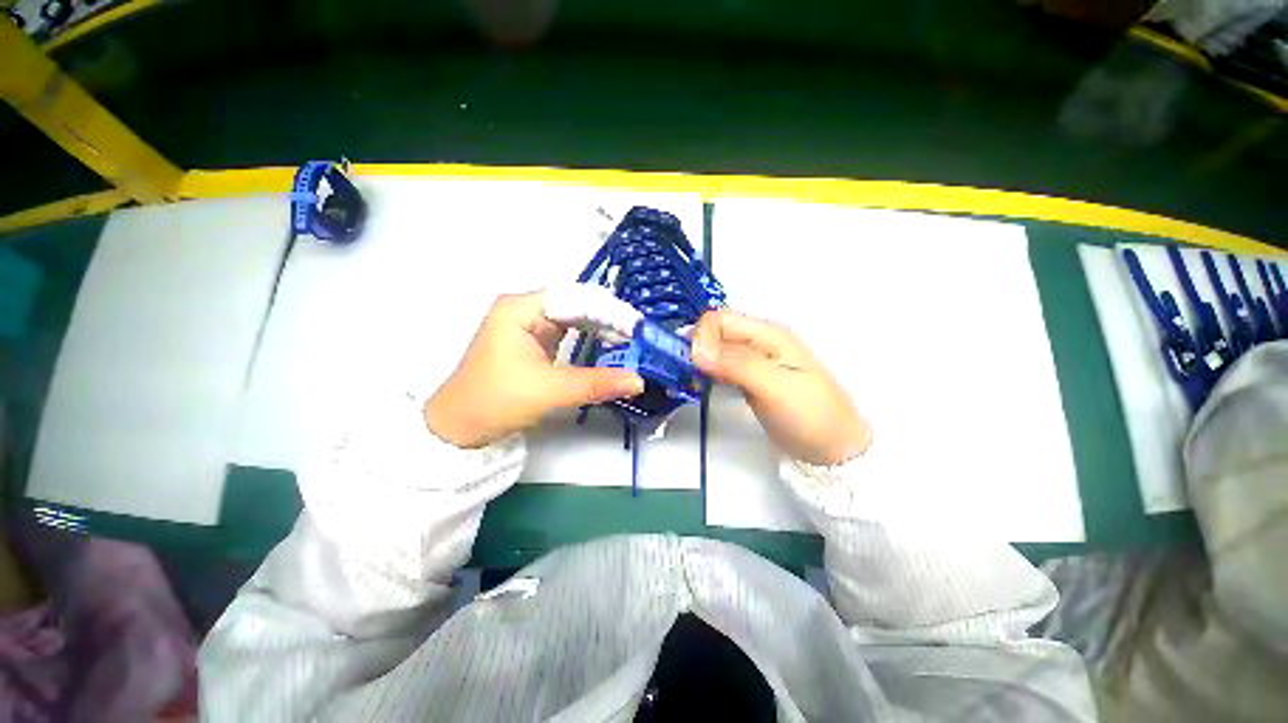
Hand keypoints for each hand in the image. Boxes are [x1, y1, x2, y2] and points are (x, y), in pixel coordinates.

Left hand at [424, 292, 644, 447]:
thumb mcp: (549, 390)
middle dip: (608, 320)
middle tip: (639, 335)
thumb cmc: (494, 402)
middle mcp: (525, 310)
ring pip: (574, 320)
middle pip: (576, 306)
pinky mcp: (534, 344)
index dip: (608, 311)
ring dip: (601, 329)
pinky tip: (608, 347)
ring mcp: (529, 327)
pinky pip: (568, 334)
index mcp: (520, 309)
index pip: (575, 299)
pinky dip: (589, 340)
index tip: (637, 326)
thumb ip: (596, 383)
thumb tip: (638, 380)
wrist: (458, 430)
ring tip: (630, 340)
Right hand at [692, 310, 870, 465]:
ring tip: (692, 382)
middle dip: (696, 348)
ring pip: (716, 349)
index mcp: (768, 334)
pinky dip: (707, 372)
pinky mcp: (749, 379)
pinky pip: (721, 366)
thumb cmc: (811, 416)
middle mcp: (759, 342)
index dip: (702, 337)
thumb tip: (696, 348)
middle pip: (715, 332)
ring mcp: (754, 361)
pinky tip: (702, 386)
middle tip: (688, 375)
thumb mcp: (775, 387)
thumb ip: (736, 364)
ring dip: (699, 361)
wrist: (835, 449)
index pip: (719, 319)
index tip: (695, 365)